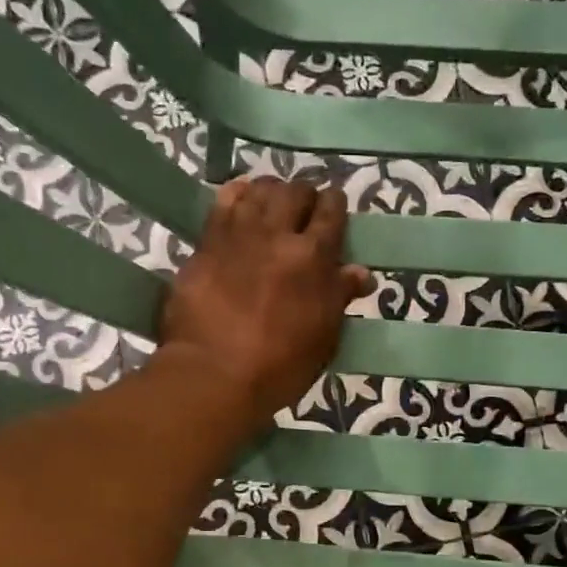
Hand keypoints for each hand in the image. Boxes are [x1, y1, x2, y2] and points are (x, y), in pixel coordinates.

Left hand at [159, 176, 372, 435]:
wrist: (214, 375)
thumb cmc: (280, 367)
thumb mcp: (323, 338)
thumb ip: (339, 298)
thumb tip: (361, 272)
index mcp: (313, 258)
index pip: (331, 212)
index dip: (335, 205)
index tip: (335, 207)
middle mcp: (277, 235)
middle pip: (295, 192)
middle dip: (304, 195)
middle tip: (305, 208)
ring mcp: (238, 235)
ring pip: (259, 191)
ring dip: (272, 191)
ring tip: (274, 202)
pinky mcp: (206, 244)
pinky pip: (223, 203)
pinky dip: (237, 195)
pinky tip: (241, 200)